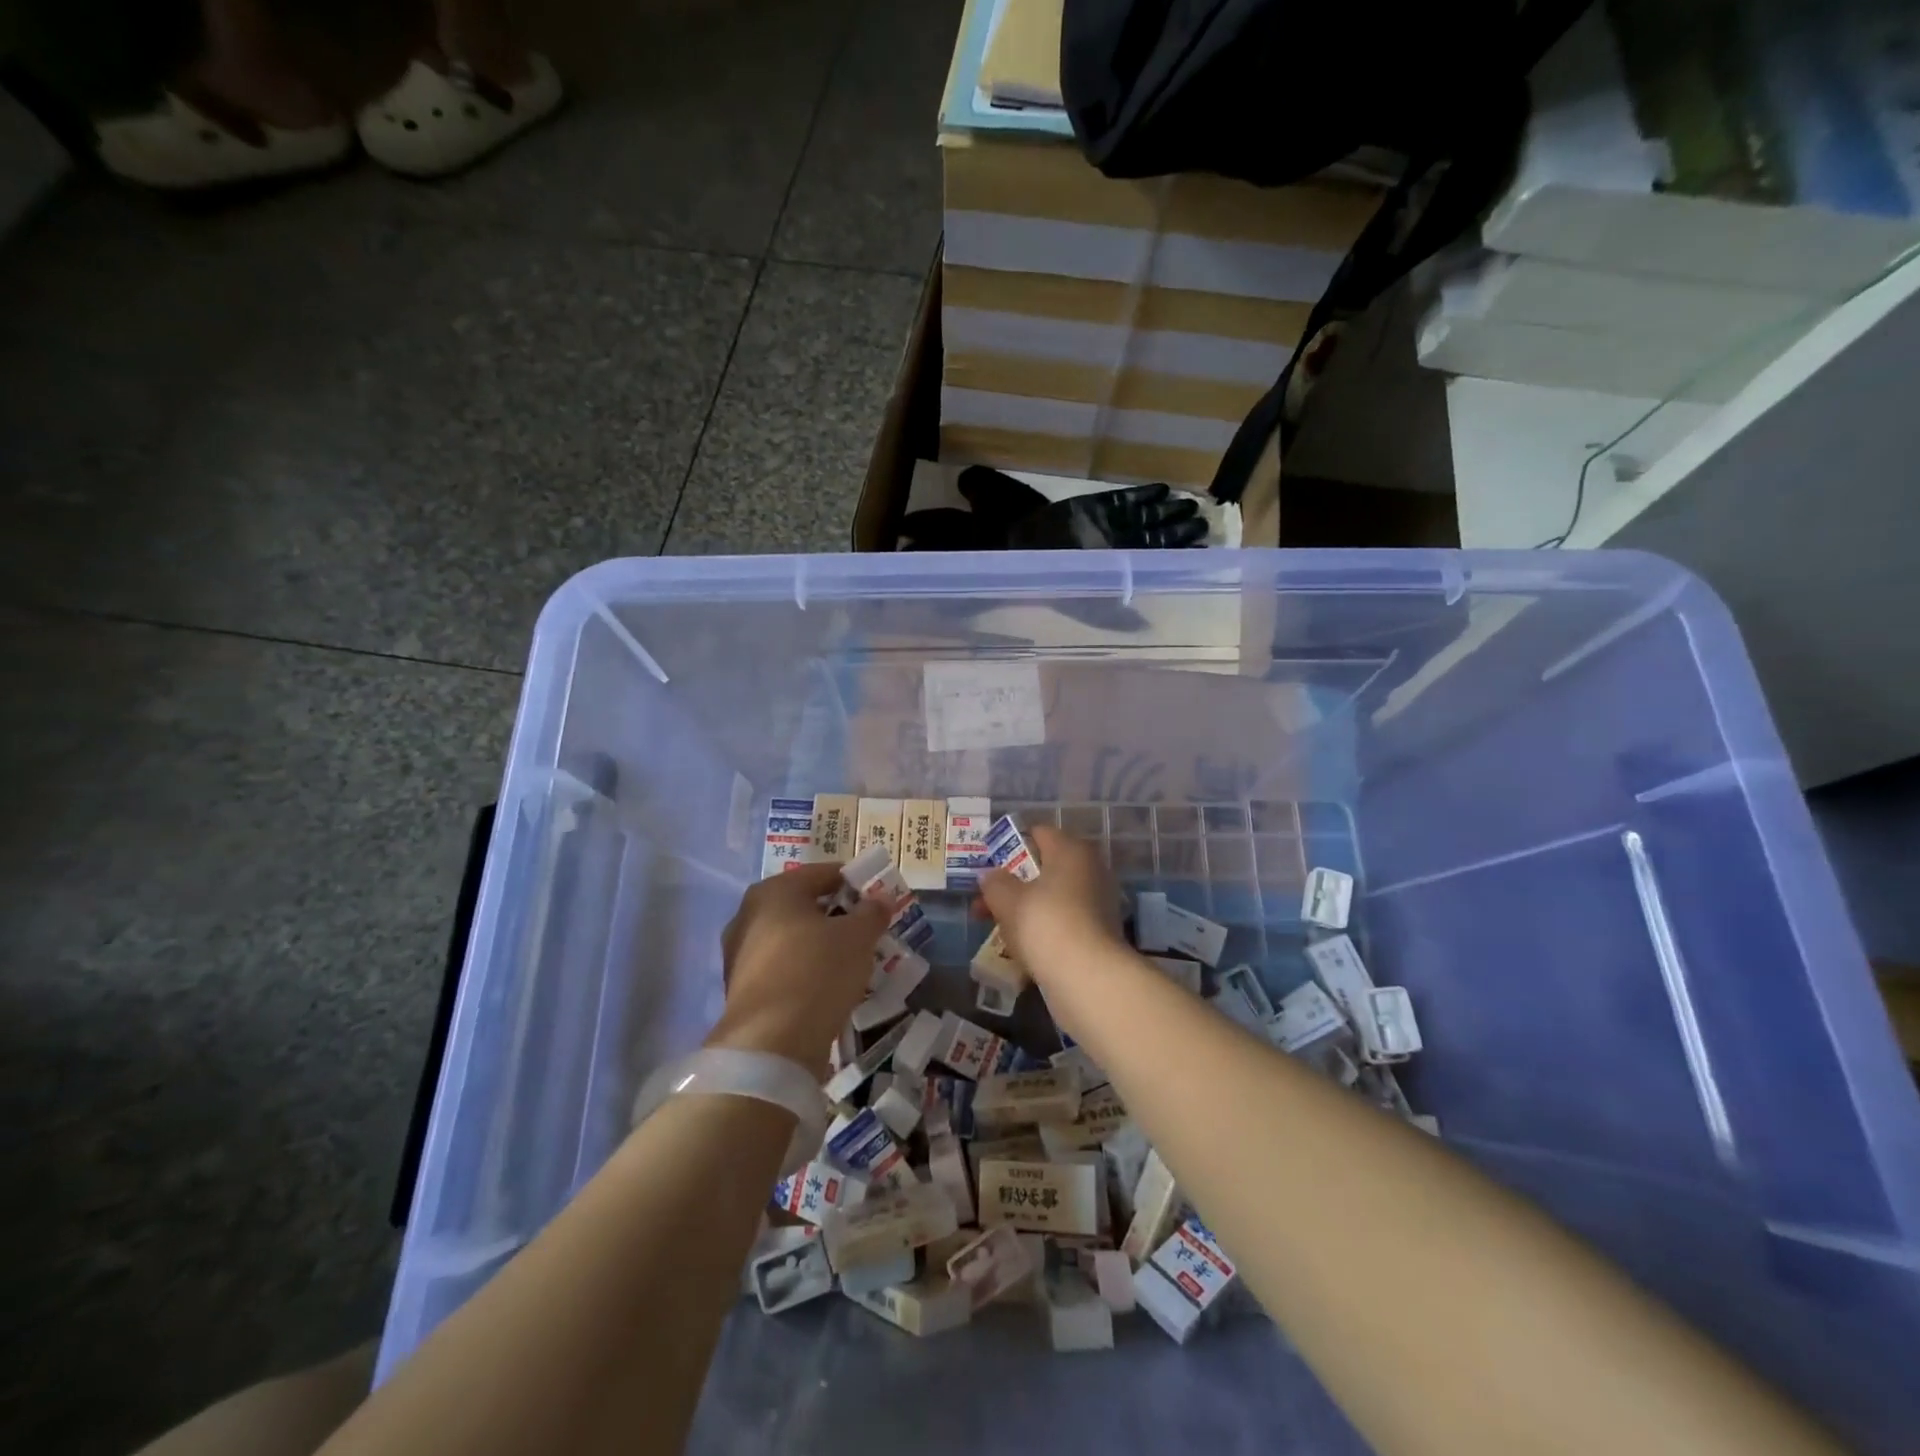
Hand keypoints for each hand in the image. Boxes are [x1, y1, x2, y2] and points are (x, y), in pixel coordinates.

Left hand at [706, 863, 891, 1077]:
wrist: (771, 1044)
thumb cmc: (817, 972)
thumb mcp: (858, 937)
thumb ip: (872, 912)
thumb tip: (880, 898)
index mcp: (775, 891)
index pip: (824, 873)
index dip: (855, 881)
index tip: (878, 897)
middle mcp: (749, 914)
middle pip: (804, 905)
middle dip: (837, 915)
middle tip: (867, 928)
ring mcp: (740, 953)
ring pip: (792, 938)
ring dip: (820, 944)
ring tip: (852, 959)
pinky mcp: (741, 988)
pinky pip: (782, 966)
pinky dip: (804, 969)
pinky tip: (827, 984)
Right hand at [977, 826, 1126, 985]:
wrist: (1088, 977)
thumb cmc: (1045, 923)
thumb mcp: (1007, 899)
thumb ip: (994, 882)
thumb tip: (990, 875)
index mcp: (1071, 850)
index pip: (1038, 833)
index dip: (1010, 845)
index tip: (988, 865)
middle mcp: (1090, 869)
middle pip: (1044, 868)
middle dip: (1012, 884)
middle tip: (984, 901)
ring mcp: (1098, 902)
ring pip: (1052, 897)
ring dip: (1025, 909)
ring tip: (995, 927)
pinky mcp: (1099, 933)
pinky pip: (1063, 921)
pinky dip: (1042, 929)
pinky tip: (1021, 947)